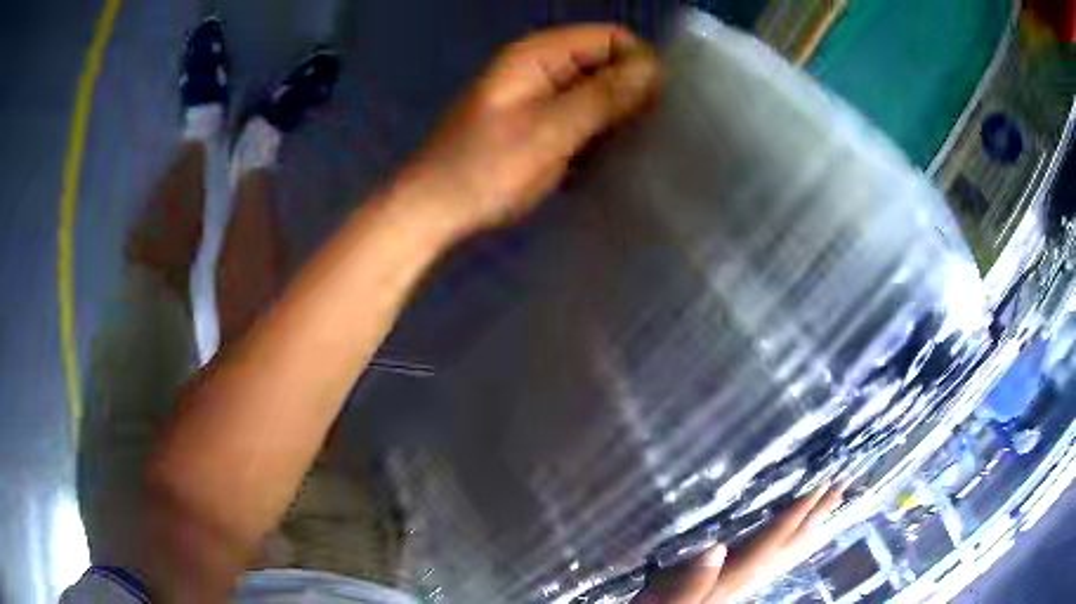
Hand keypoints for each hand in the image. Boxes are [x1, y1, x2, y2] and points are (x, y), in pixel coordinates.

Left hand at [395, 24, 660, 240]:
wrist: (437, 208)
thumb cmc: (485, 168)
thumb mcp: (549, 129)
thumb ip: (602, 96)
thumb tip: (653, 70)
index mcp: (539, 54)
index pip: (610, 38)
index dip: (639, 63)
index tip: (659, 104)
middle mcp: (542, 67)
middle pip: (606, 62)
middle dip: (633, 90)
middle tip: (652, 131)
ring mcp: (541, 95)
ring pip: (598, 91)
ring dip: (620, 114)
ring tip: (637, 146)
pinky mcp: (542, 123)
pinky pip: (585, 116)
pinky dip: (602, 131)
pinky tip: (613, 156)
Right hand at [633, 483, 843, 603]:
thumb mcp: (669, 598)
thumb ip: (691, 579)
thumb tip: (716, 548)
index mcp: (734, 575)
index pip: (773, 538)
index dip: (798, 510)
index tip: (821, 482)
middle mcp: (750, 577)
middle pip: (791, 544)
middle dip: (817, 514)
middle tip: (841, 486)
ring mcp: (750, 580)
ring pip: (791, 552)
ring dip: (814, 527)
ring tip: (834, 506)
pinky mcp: (744, 582)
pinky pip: (781, 561)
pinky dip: (800, 545)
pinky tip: (805, 538)